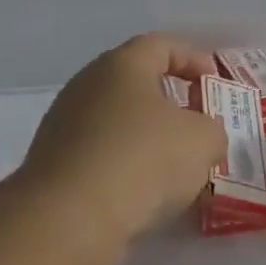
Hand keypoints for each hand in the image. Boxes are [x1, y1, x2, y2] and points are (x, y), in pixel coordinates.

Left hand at [21, 33, 225, 247]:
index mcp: (123, 64)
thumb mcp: (202, 141)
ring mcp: (63, 123)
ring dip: (144, 136)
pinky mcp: (51, 163)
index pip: (162, 45)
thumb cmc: (142, 160)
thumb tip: (203, 135)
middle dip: (169, 100)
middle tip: (196, 123)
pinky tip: (141, 191)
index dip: (193, 59)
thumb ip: (212, 129)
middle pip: (135, 81)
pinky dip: (122, 164)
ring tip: (172, 165)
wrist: (68, 219)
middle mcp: (87, 83)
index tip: (213, 83)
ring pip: (115, 119)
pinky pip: (98, 153)